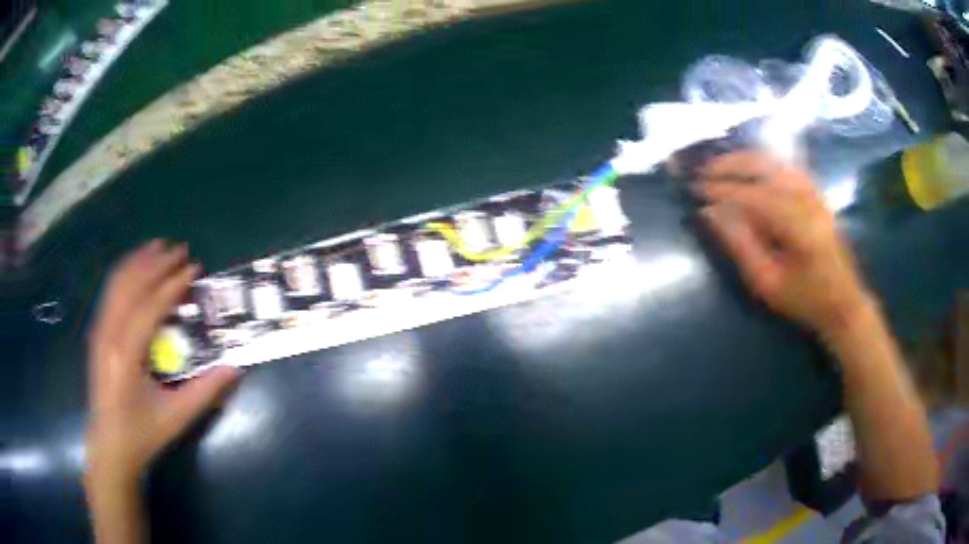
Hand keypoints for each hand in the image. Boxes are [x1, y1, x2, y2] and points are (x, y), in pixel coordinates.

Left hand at [84, 240, 238, 484]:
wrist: (109, 445)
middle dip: (156, 263)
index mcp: (126, 355)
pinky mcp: (97, 332)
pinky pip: (109, 292)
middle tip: (181, 250)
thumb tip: (235, 366)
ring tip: (159, 247)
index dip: (172, 284)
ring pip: (117, 283)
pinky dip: (124, 272)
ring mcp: (99, 330)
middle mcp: (109, 334)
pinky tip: (136, 267)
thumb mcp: (176, 417)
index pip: (150, 306)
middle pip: (131, 285)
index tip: (194, 268)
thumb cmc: (142, 434)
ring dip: (138, 261)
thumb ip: (205, 390)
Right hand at [697, 152, 873, 336]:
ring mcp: (814, 191)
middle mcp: (806, 198)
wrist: (844, 302)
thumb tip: (710, 213)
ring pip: (773, 161)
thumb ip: (740, 245)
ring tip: (719, 167)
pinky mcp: (816, 192)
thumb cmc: (805, 299)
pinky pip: (785, 166)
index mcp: (797, 223)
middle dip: (729, 165)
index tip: (696, 189)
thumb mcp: (768, 283)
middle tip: (702, 172)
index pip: (752, 194)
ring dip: (743, 160)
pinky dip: (762, 163)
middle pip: (763, 166)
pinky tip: (749, 168)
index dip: (721, 189)